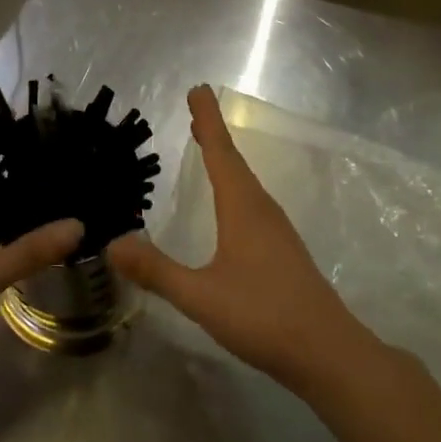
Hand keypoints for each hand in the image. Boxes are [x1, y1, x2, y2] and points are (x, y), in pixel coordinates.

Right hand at [107, 86, 371, 394]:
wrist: (328, 352)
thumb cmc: (264, 316)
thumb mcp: (201, 296)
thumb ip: (157, 271)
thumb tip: (112, 243)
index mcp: (243, 209)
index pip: (220, 153)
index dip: (208, 120)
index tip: (198, 89)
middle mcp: (262, 210)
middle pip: (234, 162)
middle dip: (213, 135)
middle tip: (196, 110)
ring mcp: (277, 231)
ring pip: (245, 183)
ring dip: (225, 160)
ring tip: (207, 145)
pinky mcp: (283, 251)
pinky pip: (252, 204)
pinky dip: (234, 187)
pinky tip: (230, 206)